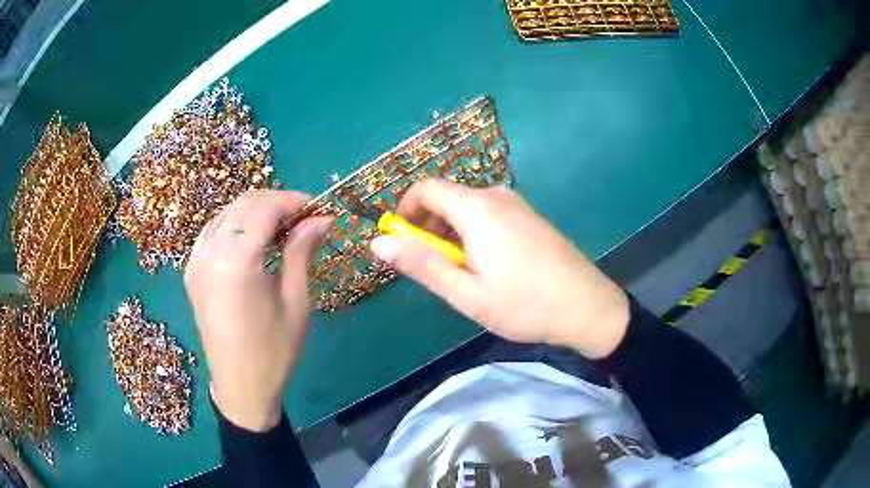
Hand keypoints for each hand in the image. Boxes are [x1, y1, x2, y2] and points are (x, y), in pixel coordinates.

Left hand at [184, 190, 331, 430]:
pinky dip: (235, 225)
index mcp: (237, 261)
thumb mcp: (296, 301)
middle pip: (244, 204)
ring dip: (255, 212)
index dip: (293, 200)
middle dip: (276, 202)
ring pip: (227, 213)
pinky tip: (252, 239)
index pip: (264, 208)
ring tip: (281, 228)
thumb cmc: (274, 351)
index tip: (317, 208)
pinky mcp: (192, 271)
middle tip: (303, 218)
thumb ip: (302, 252)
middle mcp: (210, 252)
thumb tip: (322, 218)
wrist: (240, 386)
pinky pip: (213, 231)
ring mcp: (196, 260)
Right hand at [370, 179, 628, 358]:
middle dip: (428, 227)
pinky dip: (474, 233)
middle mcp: (496, 196)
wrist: (588, 307)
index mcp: (477, 208)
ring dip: (452, 233)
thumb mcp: (466, 293)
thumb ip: (422, 264)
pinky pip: (489, 214)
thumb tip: (378, 242)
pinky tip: (489, 267)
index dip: (405, 211)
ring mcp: (517, 204)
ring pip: (468, 208)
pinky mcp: (530, 216)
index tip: (401, 243)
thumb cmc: (524, 305)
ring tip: (462, 274)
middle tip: (433, 269)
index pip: (426, 188)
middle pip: (447, 198)